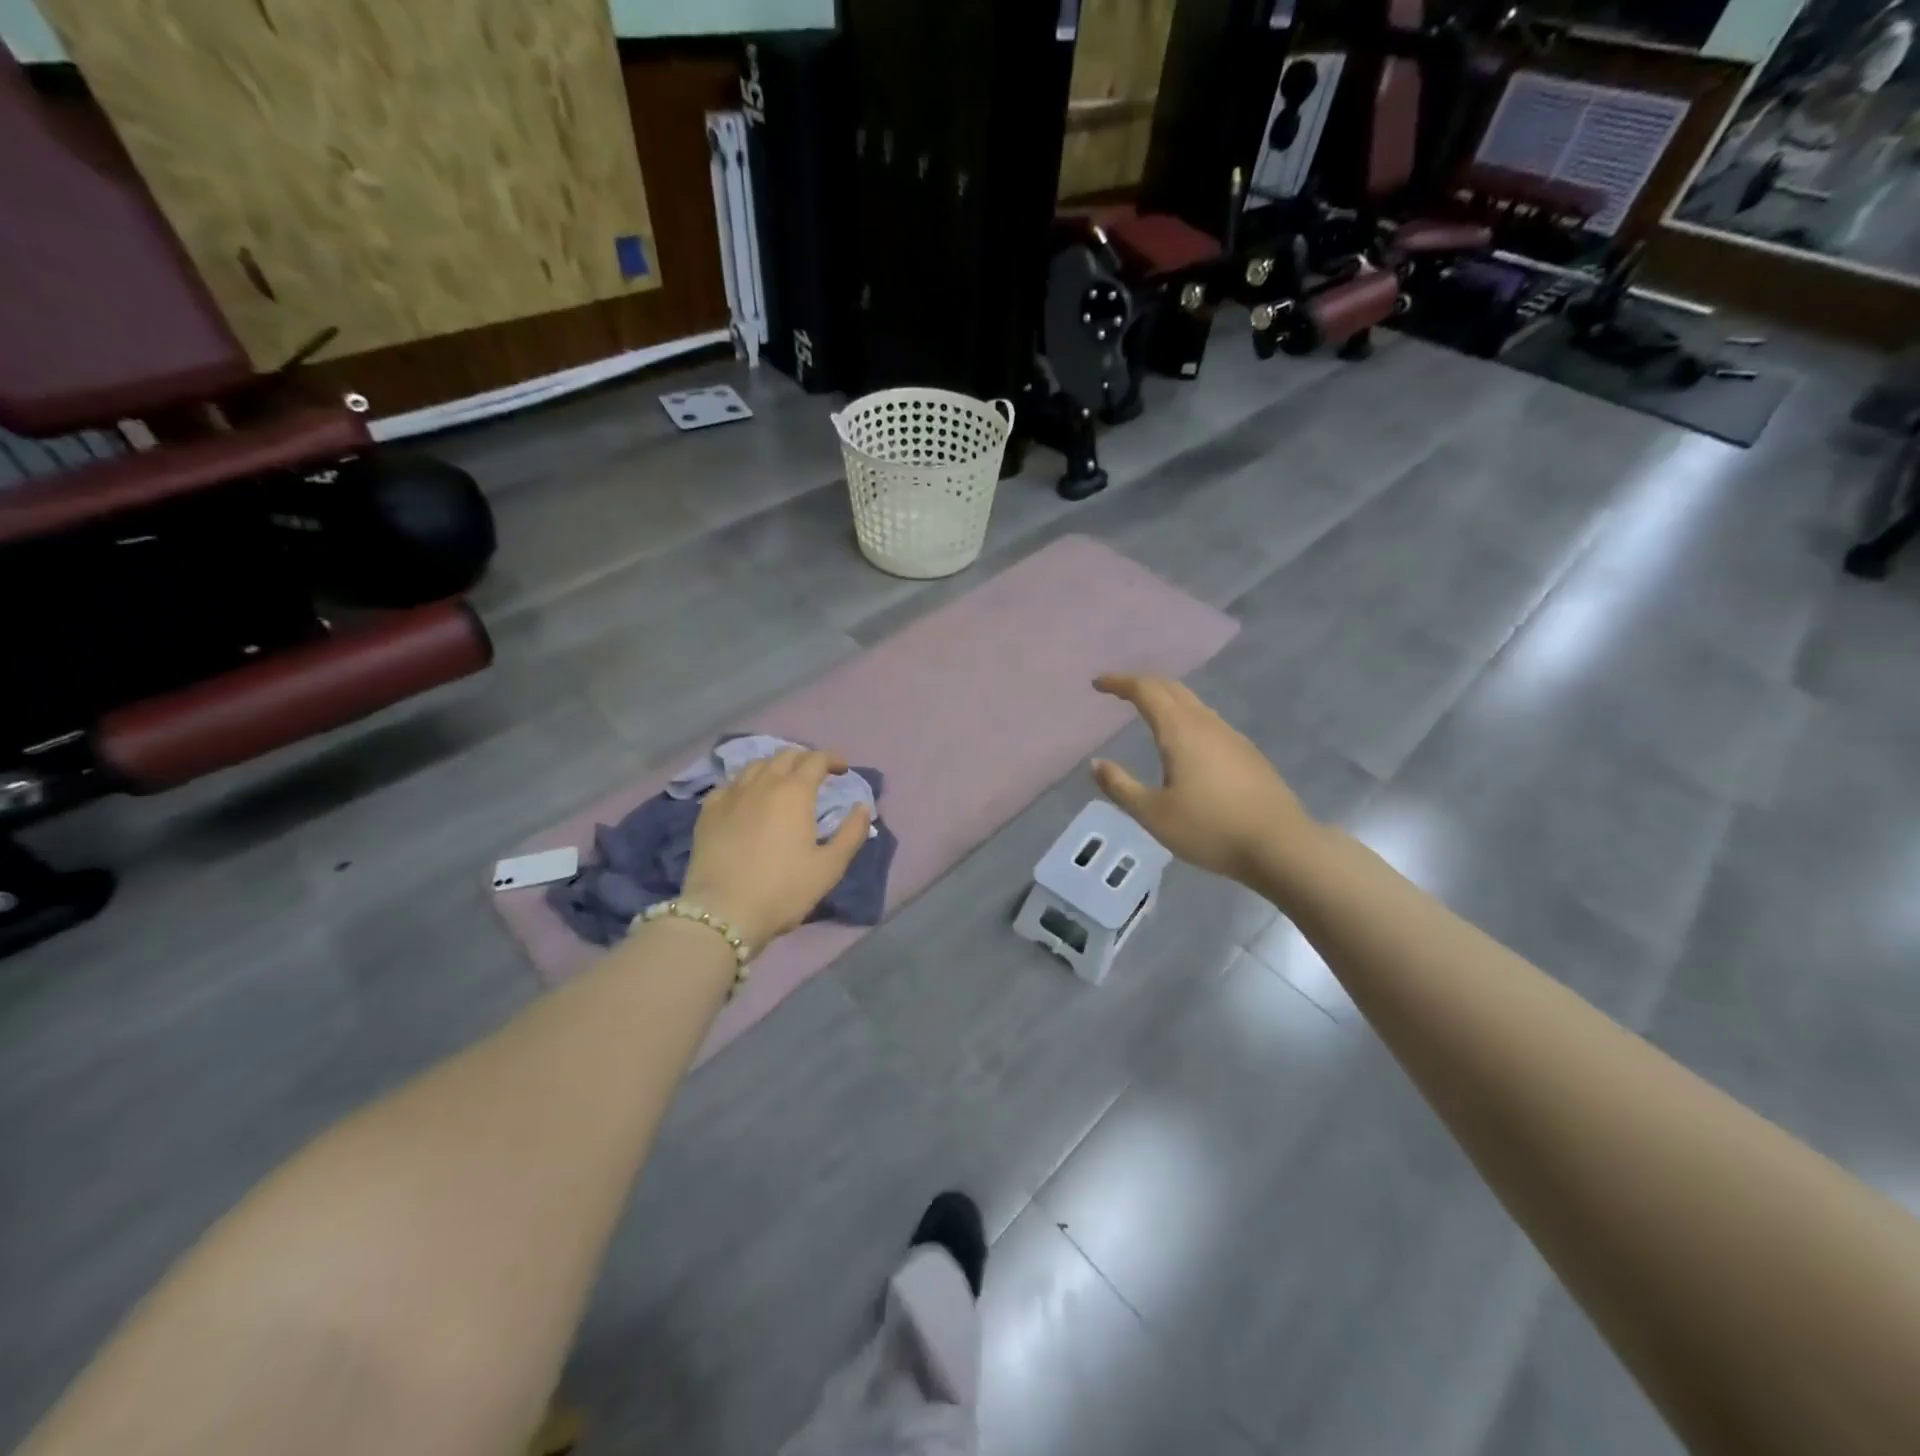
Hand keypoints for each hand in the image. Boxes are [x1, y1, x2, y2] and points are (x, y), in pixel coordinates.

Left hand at [680, 749, 871, 953]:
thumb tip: (863, 806)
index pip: (816, 759)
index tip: (843, 769)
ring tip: (782, 782)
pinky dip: (746, 784)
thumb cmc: (783, 889)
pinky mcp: (708, 812)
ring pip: (755, 765)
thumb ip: (852, 833)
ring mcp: (731, 795)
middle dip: (805, 759)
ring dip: (775, 767)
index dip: (832, 759)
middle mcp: (762, 783)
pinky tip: (747, 799)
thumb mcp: (830, 866)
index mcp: (795, 792)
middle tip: (816, 775)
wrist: (723, 912)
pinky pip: (729, 785)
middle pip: (785, 755)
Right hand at [1091, 674, 1318, 886]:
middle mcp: (1206, 723)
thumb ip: (1120, 786)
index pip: (1145, 690)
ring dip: (1166, 700)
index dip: (1119, 683)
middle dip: (1142, 684)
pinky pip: (1208, 722)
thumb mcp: (1153, 814)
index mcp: (1180, 730)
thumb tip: (1096, 764)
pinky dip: (1185, 718)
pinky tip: (1184, 743)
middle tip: (1119, 692)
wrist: (1281, 845)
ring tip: (1147, 712)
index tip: (1098, 683)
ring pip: (1193, 704)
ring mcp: (1232, 737)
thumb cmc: (1210, 829)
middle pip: (1172, 689)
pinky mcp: (1247, 754)